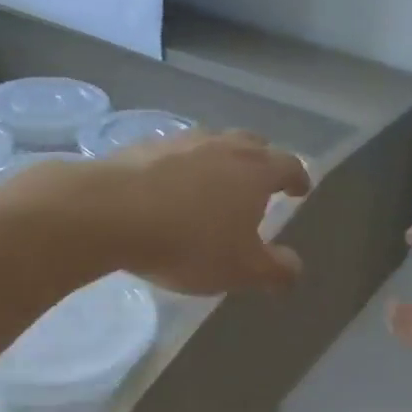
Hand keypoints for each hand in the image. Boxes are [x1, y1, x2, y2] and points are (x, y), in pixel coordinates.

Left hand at [94, 130, 311, 295]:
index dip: (298, 178)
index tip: (301, 189)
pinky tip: (171, 186)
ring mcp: (182, 141)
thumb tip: (296, 269)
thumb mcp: (241, 269)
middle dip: (262, 161)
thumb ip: (275, 270)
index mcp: (255, 171)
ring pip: (213, 143)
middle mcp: (224, 146)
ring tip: (216, 182)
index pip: (289, 166)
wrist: (110, 212)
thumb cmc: (189, 242)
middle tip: (261, 181)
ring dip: (221, 159)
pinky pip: (176, 152)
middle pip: (253, 144)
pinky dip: (183, 166)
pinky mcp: (144, 146)